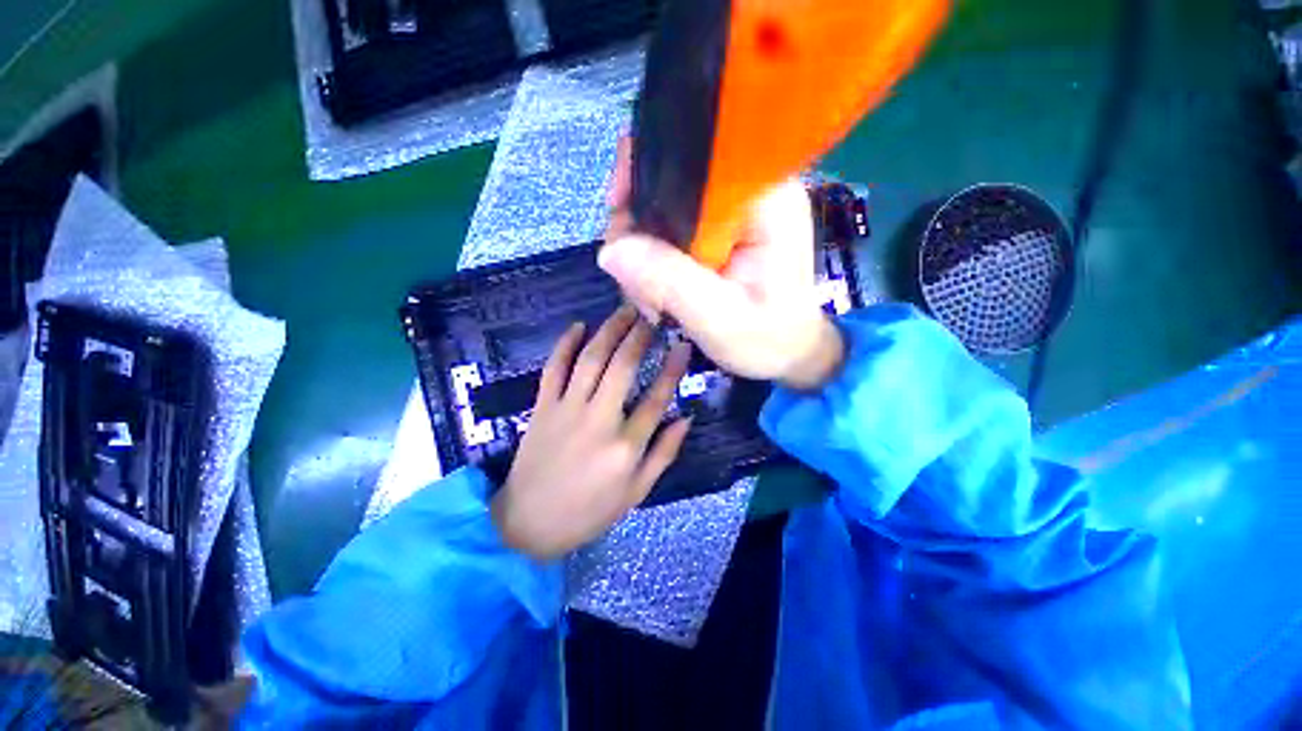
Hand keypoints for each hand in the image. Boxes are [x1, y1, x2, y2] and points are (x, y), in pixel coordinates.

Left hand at [491, 306, 692, 559]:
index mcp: (626, 446)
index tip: (682, 345)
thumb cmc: (589, 511)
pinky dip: (565, 344)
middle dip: (639, 336)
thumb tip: (686, 418)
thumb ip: (664, 453)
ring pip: (590, 360)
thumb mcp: (637, 492)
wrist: (529, 522)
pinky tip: (578, 326)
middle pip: (622, 368)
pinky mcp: (542, 407)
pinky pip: (554, 368)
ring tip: (624, 311)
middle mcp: (598, 420)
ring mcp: (567, 410)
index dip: (673, 368)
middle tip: (651, 316)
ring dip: (608, 331)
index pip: (657, 397)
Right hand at [601, 139, 843, 389]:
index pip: (695, 156)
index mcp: (763, 199)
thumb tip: (612, 250)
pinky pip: (670, 233)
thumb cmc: (767, 340)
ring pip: (663, 211)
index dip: (648, 173)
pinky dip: (654, 263)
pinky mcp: (718, 233)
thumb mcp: (718, 318)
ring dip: (643, 254)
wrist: (787, 354)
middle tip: (634, 281)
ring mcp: (731, 213)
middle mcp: (747, 193)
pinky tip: (657, 295)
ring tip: (651, 301)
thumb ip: (669, 282)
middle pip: (670, 182)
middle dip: (639, 229)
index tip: (619, 215)